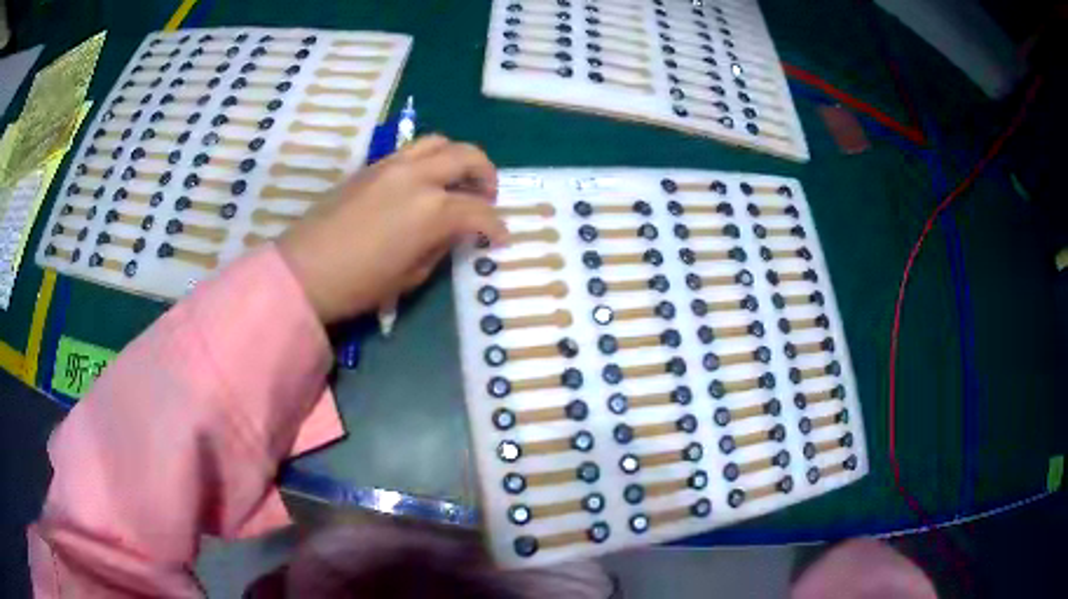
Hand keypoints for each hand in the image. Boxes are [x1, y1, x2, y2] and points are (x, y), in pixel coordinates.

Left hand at [277, 135, 507, 323]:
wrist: (304, 271)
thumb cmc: (359, 284)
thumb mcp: (410, 276)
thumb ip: (439, 247)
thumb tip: (453, 232)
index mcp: (432, 210)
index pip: (479, 211)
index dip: (496, 226)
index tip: (501, 238)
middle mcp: (418, 177)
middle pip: (467, 156)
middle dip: (487, 175)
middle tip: (487, 196)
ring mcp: (392, 165)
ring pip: (438, 142)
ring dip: (457, 158)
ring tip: (457, 180)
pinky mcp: (371, 166)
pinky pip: (410, 151)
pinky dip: (429, 160)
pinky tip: (424, 183)